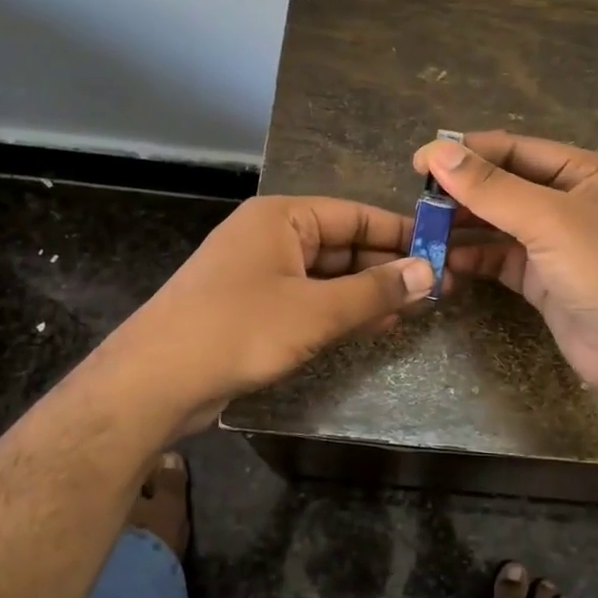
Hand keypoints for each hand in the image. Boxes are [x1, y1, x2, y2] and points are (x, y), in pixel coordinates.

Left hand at [97, 195, 434, 437]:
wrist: (155, 381)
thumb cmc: (239, 329)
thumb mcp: (316, 310)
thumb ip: (376, 291)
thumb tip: (431, 273)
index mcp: (282, 217)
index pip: (355, 215)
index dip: (401, 233)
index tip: (443, 250)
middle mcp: (271, 237)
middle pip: (343, 244)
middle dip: (387, 266)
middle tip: (438, 286)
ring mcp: (260, 274)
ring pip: (328, 276)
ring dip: (368, 292)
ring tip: (417, 307)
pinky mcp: (254, 309)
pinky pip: (309, 300)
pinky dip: (341, 311)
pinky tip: (376, 325)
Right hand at [412, 131, 597, 387]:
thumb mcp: (547, 220)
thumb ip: (490, 187)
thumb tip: (436, 151)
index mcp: (579, 170)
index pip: (512, 148)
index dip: (465, 152)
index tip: (418, 163)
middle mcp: (566, 199)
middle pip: (502, 184)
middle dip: (461, 190)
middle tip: (417, 202)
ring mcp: (553, 240)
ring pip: (497, 222)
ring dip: (462, 224)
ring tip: (422, 229)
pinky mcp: (542, 277)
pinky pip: (499, 257)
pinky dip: (473, 257)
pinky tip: (444, 261)